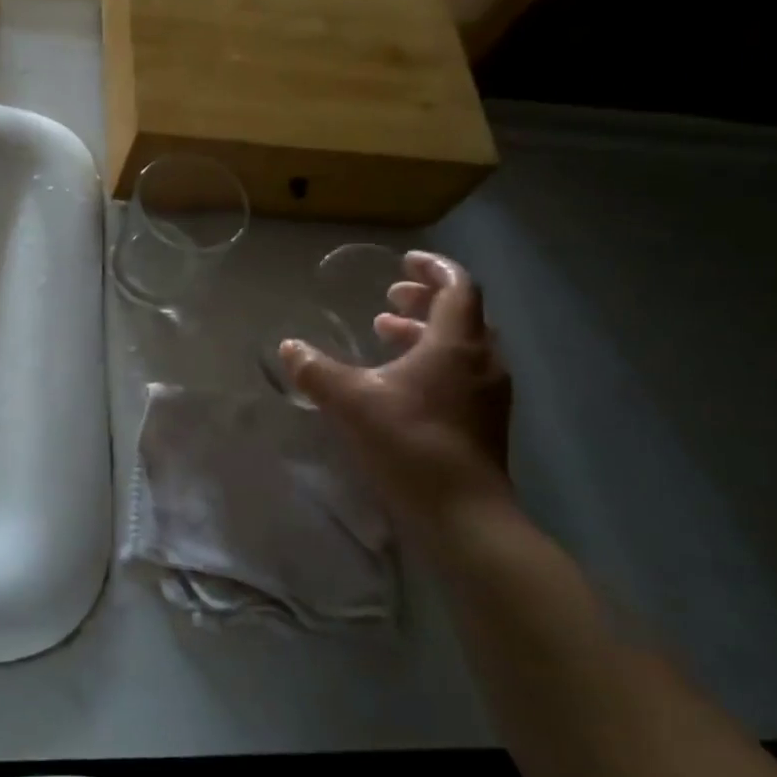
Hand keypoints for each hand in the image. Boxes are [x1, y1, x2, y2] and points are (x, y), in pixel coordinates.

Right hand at [280, 251, 512, 540]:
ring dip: (425, 332)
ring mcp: (487, 393)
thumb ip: (316, 371)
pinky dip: (432, 360)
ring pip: (460, 345)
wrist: (464, 515)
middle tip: (389, 298)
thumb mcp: (351, 402)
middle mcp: (481, 361)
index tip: (404, 261)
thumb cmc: (410, 444)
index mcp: (456, 344)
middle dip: (424, 300)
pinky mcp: (483, 420)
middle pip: (461, 314)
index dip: (433, 268)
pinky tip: (398, 381)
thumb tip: (289, 347)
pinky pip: (461, 371)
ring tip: (385, 333)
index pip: (457, 287)